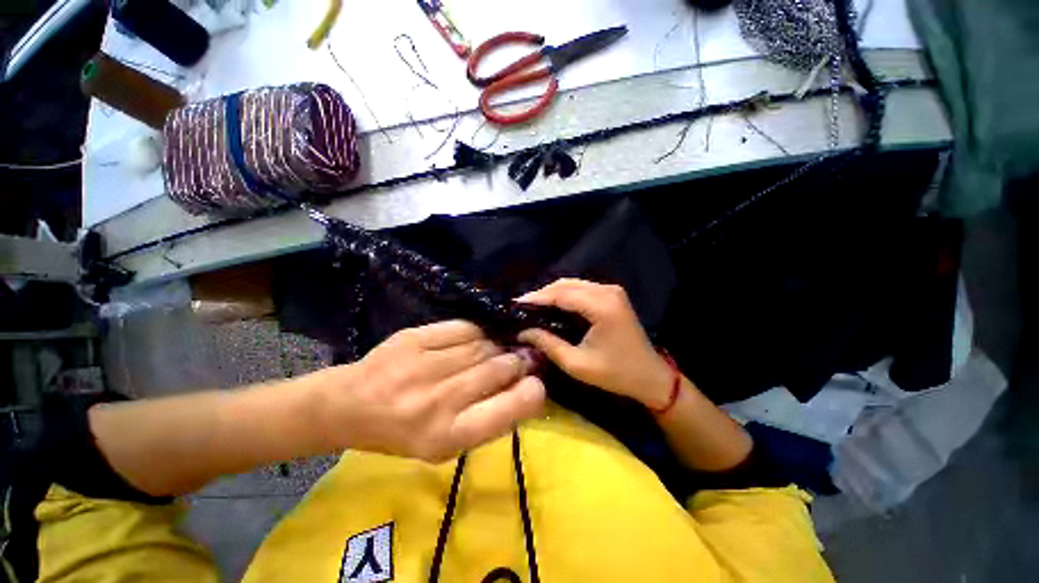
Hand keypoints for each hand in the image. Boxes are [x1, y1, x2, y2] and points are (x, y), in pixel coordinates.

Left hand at [314, 320, 544, 462]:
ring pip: (483, 345)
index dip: (531, 393)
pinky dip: (477, 332)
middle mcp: (437, 402)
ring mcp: (423, 366)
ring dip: (498, 346)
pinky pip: (462, 329)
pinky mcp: (413, 339)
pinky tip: (478, 338)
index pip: (507, 410)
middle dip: (517, 362)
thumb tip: (525, 386)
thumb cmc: (402, 433)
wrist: (350, 405)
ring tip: (500, 348)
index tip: (536, 383)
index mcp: (447, 437)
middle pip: (498, 368)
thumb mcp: (446, 445)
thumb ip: (487, 419)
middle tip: (522, 358)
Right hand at [517, 279, 672, 408]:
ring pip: (572, 284)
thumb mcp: (577, 364)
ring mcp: (612, 290)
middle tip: (521, 307)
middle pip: (565, 284)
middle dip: (541, 294)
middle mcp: (607, 291)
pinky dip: (564, 295)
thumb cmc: (616, 374)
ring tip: (532, 306)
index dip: (536, 298)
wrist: (651, 376)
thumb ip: (548, 344)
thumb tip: (523, 331)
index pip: (561, 294)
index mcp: (601, 306)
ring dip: (551, 293)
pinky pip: (581, 288)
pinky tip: (552, 305)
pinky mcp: (612, 294)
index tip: (514, 305)